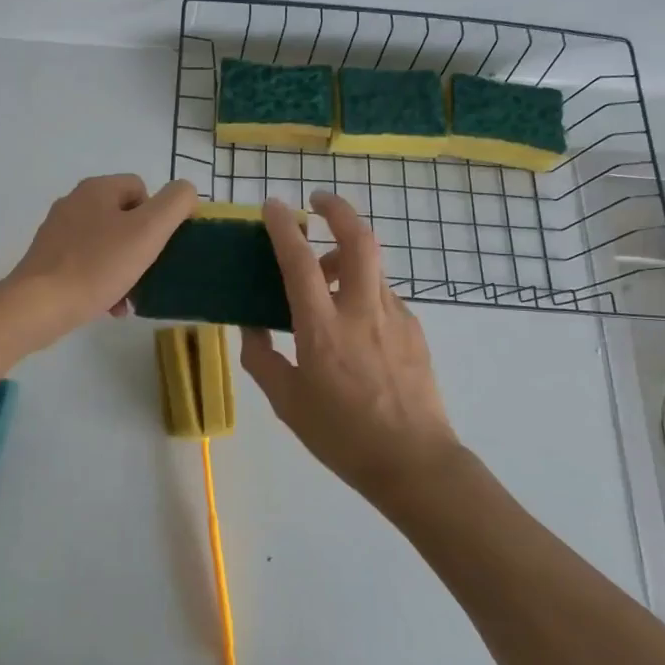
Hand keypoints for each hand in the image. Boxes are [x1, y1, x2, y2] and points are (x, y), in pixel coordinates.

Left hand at [5, 174, 196, 343]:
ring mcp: (57, 231)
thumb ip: (175, 204)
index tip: (158, 247)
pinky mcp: (47, 259)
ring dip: (123, 268)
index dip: (157, 216)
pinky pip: (86, 263)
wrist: (39, 305)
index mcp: (96, 189)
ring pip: (106, 244)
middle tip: (146, 274)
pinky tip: (108, 305)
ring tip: (129, 298)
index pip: (141, 188)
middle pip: (124, 218)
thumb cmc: (98, 265)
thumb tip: (185, 192)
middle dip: (140, 247)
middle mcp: (74, 202)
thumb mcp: (148, 231)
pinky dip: (102, 281)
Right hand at [240, 192, 461, 505]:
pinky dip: (363, 290)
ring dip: (347, 256)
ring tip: (327, 277)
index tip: (273, 205)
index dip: (283, 226)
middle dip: (338, 209)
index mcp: (323, 329)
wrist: (414, 463)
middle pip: (358, 239)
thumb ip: (262, 358)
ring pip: (372, 266)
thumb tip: (249, 327)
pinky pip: (384, 295)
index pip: (299, 262)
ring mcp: (395, 317)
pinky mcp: (415, 330)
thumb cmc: (342, 436)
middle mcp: (361, 311)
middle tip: (318, 201)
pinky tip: (353, 322)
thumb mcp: (287, 402)